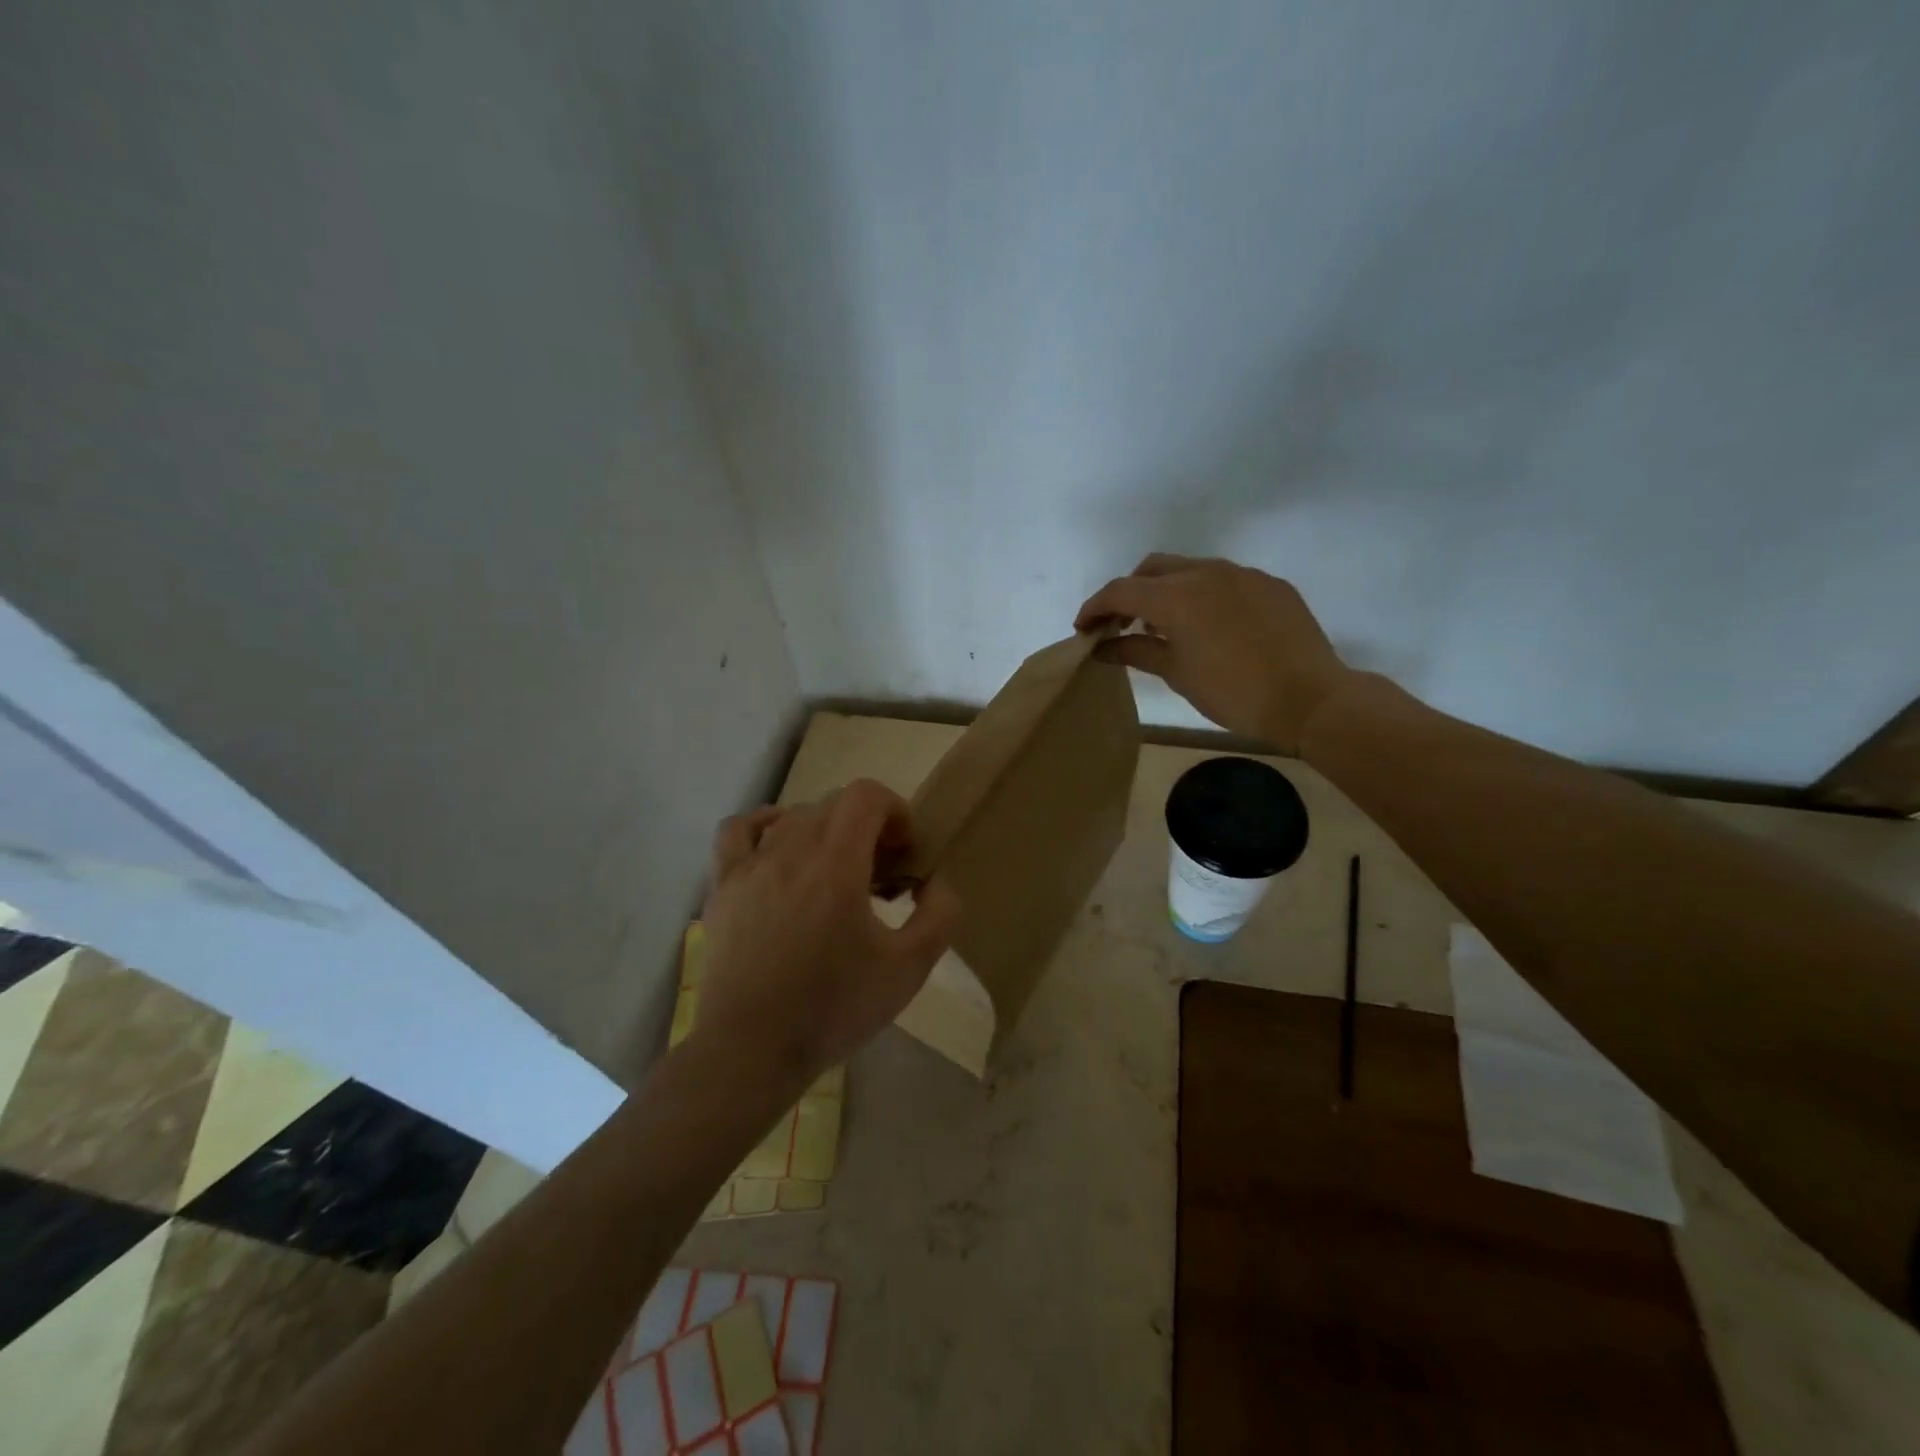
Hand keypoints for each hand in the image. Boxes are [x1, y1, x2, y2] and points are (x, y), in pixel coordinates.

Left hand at [696, 780, 959, 1085]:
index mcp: (836, 864)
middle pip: (834, 804)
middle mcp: (790, 850)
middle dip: (866, 826)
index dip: (895, 811)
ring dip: (824, 830)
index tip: (904, 854)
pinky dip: (765, 827)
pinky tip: (779, 852)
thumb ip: (940, 916)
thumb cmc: (833, 1008)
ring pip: (793, 816)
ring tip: (834, 870)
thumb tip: (937, 882)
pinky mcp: (723, 886)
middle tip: (879, 874)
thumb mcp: (909, 969)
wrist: (751, 1050)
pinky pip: (738, 830)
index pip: (866, 795)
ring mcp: (750, 865)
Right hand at [1076, 554, 1353, 752]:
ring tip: (1164, 625)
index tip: (1083, 629)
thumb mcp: (1177, 674)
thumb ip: (1135, 651)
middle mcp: (1206, 572)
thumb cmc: (1233, 693)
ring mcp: (1242, 574)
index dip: (1095, 608)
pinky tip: (1208, 625)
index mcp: (1176, 596)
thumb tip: (1102, 647)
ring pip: (1188, 569)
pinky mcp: (1269, 584)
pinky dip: (1201, 594)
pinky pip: (1223, 579)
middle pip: (1151, 569)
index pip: (1120, 591)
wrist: (1310, 699)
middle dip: (1129, 592)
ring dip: (1166, 590)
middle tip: (1122, 625)